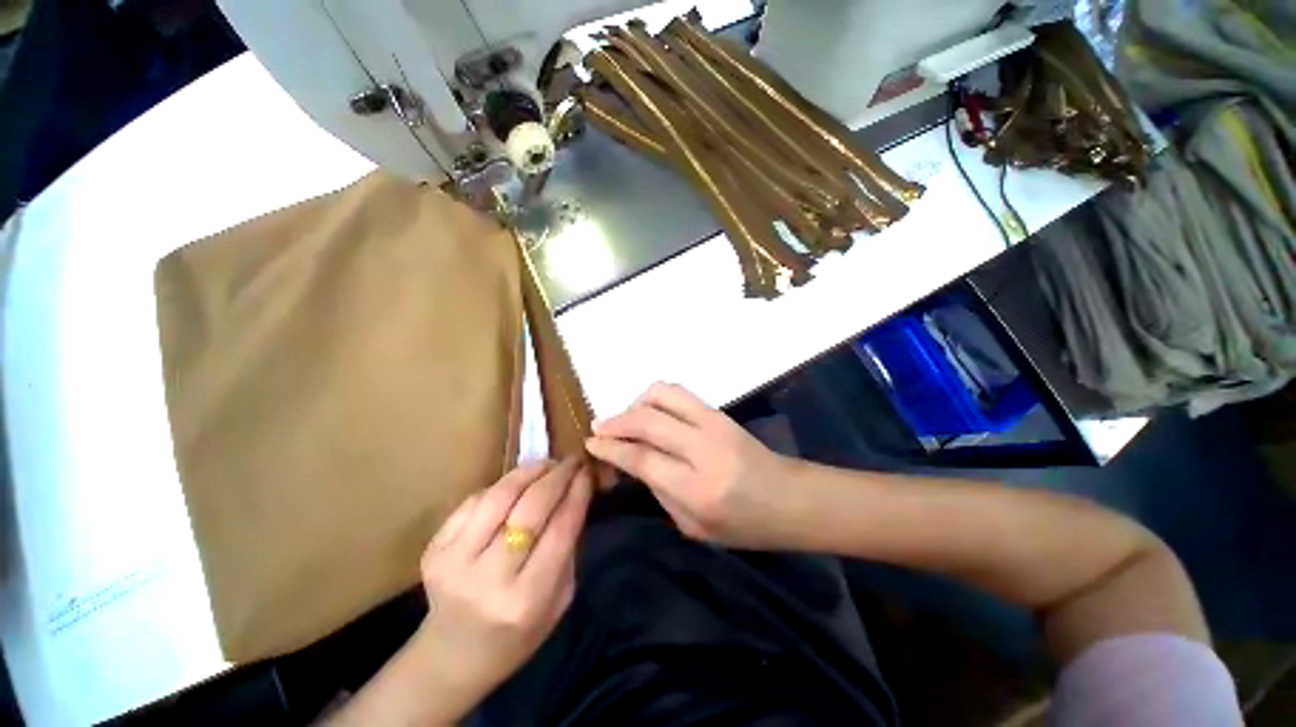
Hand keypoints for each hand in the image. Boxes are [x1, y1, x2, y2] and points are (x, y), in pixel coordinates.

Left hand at [411, 459, 592, 720]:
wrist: (450, 658)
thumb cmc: (516, 636)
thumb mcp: (559, 601)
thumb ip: (569, 550)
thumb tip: (575, 497)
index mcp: (526, 599)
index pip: (561, 528)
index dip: (577, 492)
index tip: (588, 471)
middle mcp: (489, 578)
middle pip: (531, 507)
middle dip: (557, 476)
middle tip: (572, 461)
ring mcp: (455, 561)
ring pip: (500, 496)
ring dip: (529, 472)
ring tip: (547, 464)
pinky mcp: (434, 549)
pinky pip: (474, 501)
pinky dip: (501, 486)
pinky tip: (516, 485)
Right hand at [585, 383, 806, 549]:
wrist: (789, 498)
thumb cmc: (743, 526)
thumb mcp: (693, 527)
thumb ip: (658, 490)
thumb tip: (630, 460)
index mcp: (696, 489)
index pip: (641, 458)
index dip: (611, 448)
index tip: (591, 442)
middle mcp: (703, 448)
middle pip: (647, 421)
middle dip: (616, 421)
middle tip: (600, 428)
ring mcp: (713, 423)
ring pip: (662, 394)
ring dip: (636, 403)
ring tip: (628, 419)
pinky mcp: (719, 412)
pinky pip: (679, 393)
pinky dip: (656, 398)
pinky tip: (650, 413)